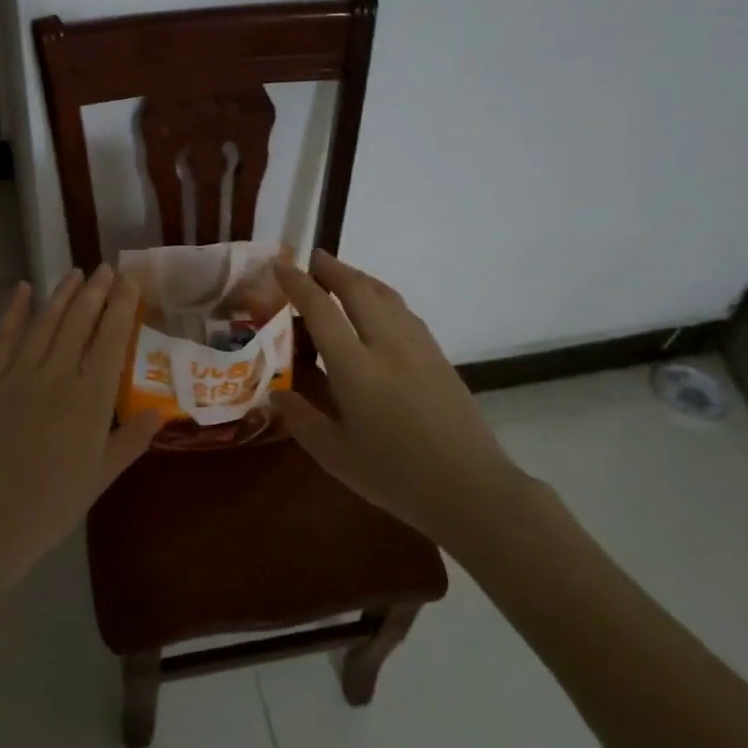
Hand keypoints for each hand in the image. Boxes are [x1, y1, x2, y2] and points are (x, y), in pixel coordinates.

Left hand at [0, 265, 160, 571]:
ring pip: (45, 323)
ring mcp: (19, 376)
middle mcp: (57, 376)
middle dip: (95, 291)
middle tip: (106, 268)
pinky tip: (22, 289)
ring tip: (75, 272)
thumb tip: (160, 411)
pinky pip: (3, 339)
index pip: (111, 339)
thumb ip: (131, 440)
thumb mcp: (101, 476)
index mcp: (90, 398)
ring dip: (62, 294)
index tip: (130, 280)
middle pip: (79, 322)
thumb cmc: (51, 506)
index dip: (122, 306)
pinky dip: (13, 311)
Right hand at [272, 251, 524, 539]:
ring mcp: (418, 347)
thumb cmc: (395, 476)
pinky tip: (379, 307)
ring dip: (360, 278)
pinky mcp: (439, 357)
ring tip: (342, 275)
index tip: (280, 266)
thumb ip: (301, 419)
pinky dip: (384, 297)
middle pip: (358, 290)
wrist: (471, 489)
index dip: (298, 283)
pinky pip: (405, 312)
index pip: (321, 310)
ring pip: (386, 296)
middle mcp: (387, 346)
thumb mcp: (334, 455)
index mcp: (356, 368)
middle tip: (312, 259)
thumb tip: (276, 394)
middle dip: (333, 269)